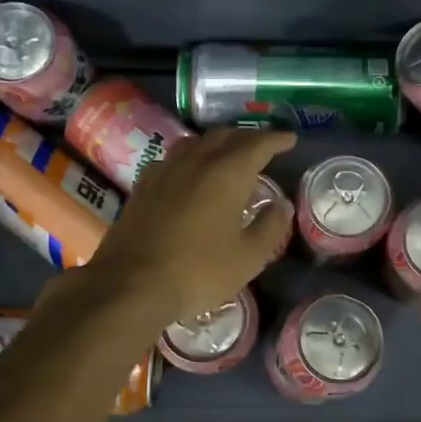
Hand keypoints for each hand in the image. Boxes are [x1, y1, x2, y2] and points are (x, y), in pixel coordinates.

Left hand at [89, 127, 296, 323]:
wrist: (130, 284)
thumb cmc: (198, 271)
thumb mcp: (248, 257)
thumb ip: (270, 227)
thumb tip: (282, 205)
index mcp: (227, 173)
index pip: (258, 144)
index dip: (276, 139)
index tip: (290, 139)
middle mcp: (196, 161)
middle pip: (225, 136)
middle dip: (248, 138)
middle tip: (264, 146)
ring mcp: (165, 170)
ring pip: (196, 142)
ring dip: (218, 143)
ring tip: (229, 154)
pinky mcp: (143, 185)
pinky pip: (173, 158)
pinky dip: (191, 157)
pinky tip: (190, 172)